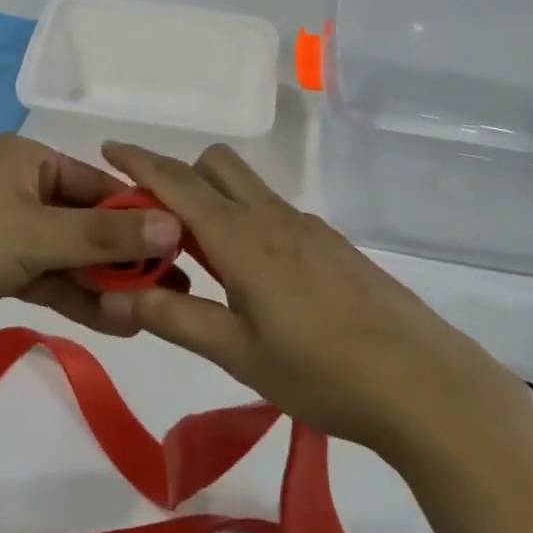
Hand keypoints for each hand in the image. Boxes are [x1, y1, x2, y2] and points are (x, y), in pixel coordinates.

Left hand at [0, 136, 182, 346]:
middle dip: (126, 257)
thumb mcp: (36, 235)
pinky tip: (115, 321)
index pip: (101, 186)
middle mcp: (23, 187)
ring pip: (71, 254)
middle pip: (89, 221)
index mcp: (31, 160)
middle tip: (172, 288)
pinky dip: (76, 295)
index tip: (182, 248)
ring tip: (151, 313)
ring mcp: (9, 228)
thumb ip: (105, 234)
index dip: (142, 217)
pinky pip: (48, 275)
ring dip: (105, 283)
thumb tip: (174, 226)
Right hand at [98, 142, 531, 457]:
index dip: (140, 162)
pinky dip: (247, 223)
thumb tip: (122, 293)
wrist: (423, 384)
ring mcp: (309, 227)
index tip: (109, 148)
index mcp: (243, 238)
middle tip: (158, 227)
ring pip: (248, 188)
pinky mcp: (333, 244)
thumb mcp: (238, 354)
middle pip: (217, 165)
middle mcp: (274, 217)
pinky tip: (258, 282)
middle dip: (179, 176)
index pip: (179, 182)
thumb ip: (177, 317)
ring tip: (203, 263)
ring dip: (213, 202)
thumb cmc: (322, 373)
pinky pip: (275, 213)